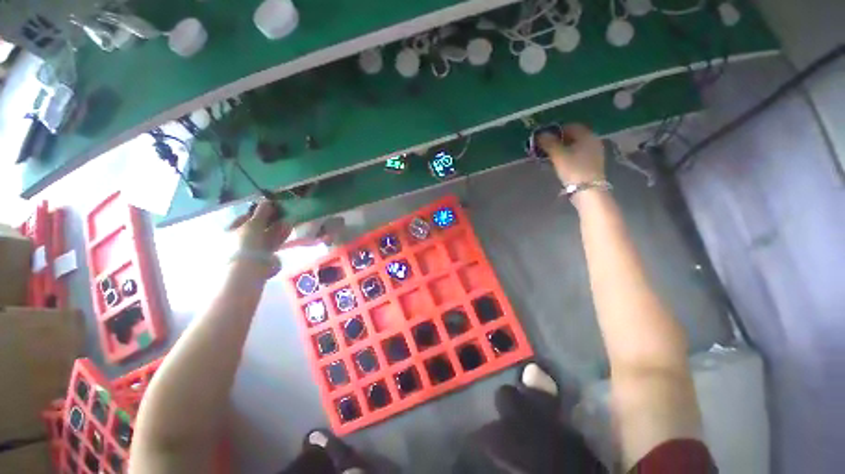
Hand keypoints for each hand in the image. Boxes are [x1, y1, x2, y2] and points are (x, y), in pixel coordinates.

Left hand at [226, 200, 292, 252]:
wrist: (249, 270)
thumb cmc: (245, 244)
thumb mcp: (253, 224)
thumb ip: (261, 212)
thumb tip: (267, 201)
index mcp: (230, 232)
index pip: (243, 219)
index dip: (257, 212)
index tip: (270, 208)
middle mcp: (239, 241)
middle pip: (256, 228)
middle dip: (270, 221)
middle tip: (282, 214)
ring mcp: (252, 250)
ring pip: (266, 237)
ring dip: (277, 228)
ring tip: (289, 221)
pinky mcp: (264, 258)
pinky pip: (273, 245)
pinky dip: (280, 237)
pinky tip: (289, 230)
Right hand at [537, 123, 605, 184]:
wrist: (588, 189)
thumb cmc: (573, 169)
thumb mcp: (558, 155)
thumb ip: (549, 143)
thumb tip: (540, 134)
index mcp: (587, 135)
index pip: (571, 126)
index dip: (557, 130)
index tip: (546, 138)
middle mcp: (593, 141)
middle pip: (575, 136)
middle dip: (561, 140)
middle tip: (548, 147)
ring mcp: (595, 152)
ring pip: (577, 146)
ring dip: (565, 148)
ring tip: (553, 156)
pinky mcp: (594, 163)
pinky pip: (580, 154)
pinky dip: (571, 155)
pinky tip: (563, 163)